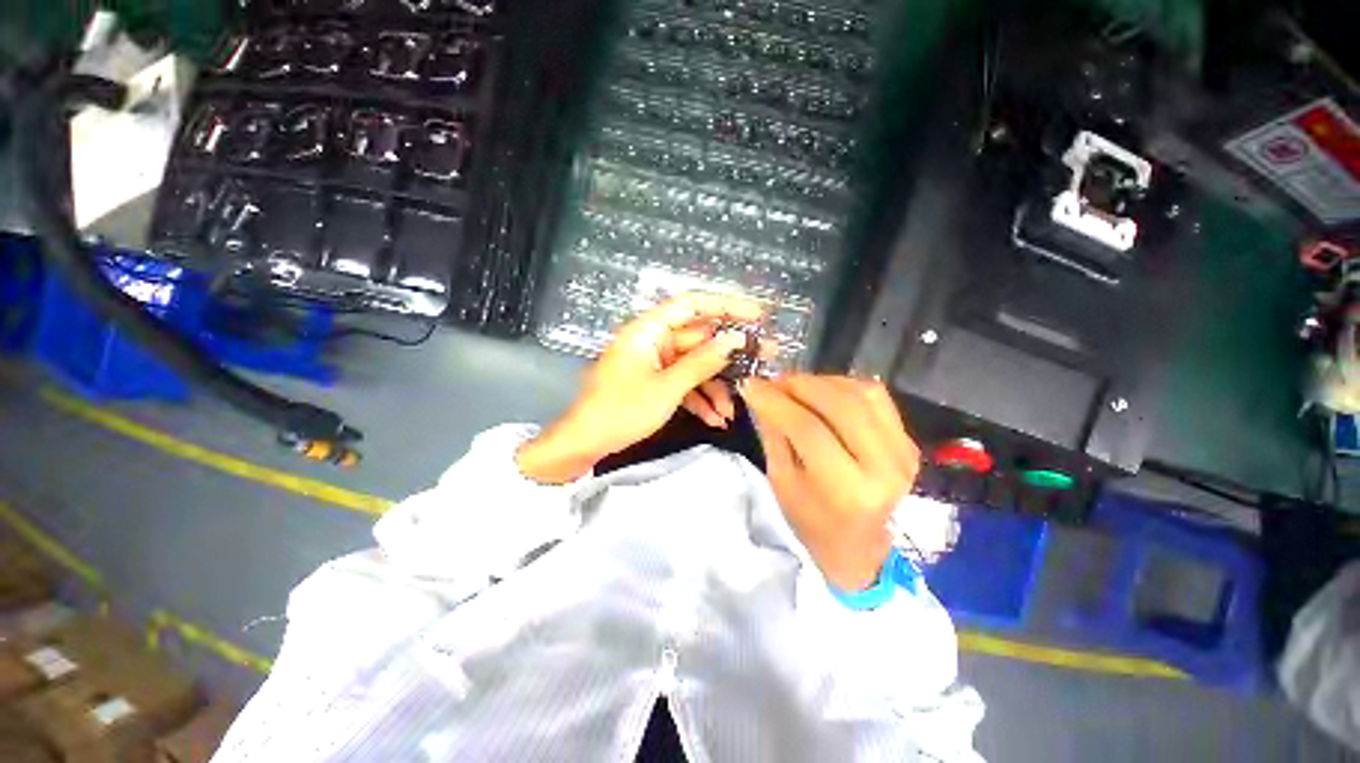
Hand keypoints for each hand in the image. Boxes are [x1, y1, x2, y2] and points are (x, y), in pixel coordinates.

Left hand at [517, 293, 765, 483]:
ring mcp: (655, 362)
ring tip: (735, 409)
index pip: (693, 304)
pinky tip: (716, 418)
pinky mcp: (656, 382)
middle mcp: (654, 340)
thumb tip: (735, 340)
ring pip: (695, 365)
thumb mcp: (667, 387)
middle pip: (700, 338)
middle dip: (730, 355)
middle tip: (764, 359)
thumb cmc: (621, 410)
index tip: (758, 315)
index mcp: (649, 329)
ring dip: (716, 386)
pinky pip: (684, 383)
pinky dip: (700, 399)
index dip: (727, 305)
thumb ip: (702, 362)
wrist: (585, 443)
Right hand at [743, 376, 920, 590]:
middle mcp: (884, 468)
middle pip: (840, 405)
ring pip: (860, 393)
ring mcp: (902, 452)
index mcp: (848, 490)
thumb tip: (760, 391)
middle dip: (799, 384)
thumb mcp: (781, 480)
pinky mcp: (908, 440)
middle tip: (773, 382)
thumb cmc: (810, 520)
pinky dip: (844, 385)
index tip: (750, 384)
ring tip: (794, 386)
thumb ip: (774, 432)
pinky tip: (822, 391)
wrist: (857, 543)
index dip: (776, 401)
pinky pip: (875, 395)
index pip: (808, 430)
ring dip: (821, 382)